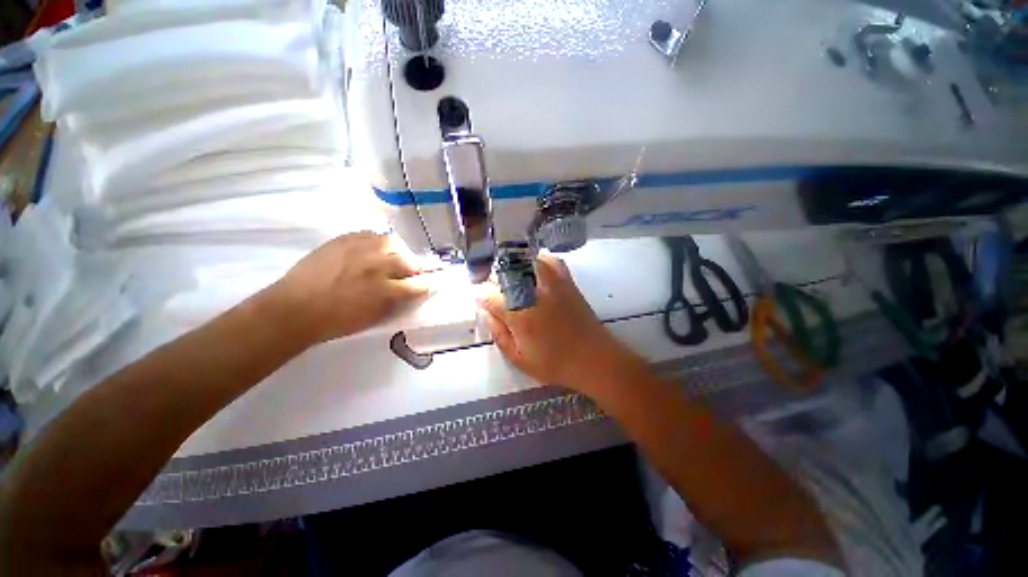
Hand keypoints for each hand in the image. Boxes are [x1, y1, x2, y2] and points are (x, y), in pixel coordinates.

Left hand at [267, 232, 435, 345]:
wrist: (295, 308)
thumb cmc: (337, 320)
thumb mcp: (375, 316)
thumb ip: (398, 301)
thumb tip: (412, 290)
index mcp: (387, 290)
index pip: (419, 284)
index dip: (429, 283)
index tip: (434, 282)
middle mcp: (378, 266)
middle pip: (409, 261)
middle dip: (417, 266)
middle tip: (416, 270)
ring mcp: (361, 249)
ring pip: (393, 243)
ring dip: (399, 252)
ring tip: (394, 258)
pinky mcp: (344, 239)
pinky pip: (371, 235)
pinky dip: (378, 242)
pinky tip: (374, 248)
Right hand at [477, 254, 646, 392]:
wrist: (594, 358)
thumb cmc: (555, 364)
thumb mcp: (519, 359)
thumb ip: (498, 334)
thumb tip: (487, 312)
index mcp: (518, 313)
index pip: (487, 293)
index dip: (481, 298)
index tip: (484, 303)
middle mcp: (532, 291)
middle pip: (502, 272)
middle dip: (493, 282)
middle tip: (496, 295)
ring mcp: (550, 281)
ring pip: (522, 261)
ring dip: (511, 269)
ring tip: (512, 283)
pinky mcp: (566, 279)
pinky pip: (548, 260)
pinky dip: (537, 262)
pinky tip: (534, 272)